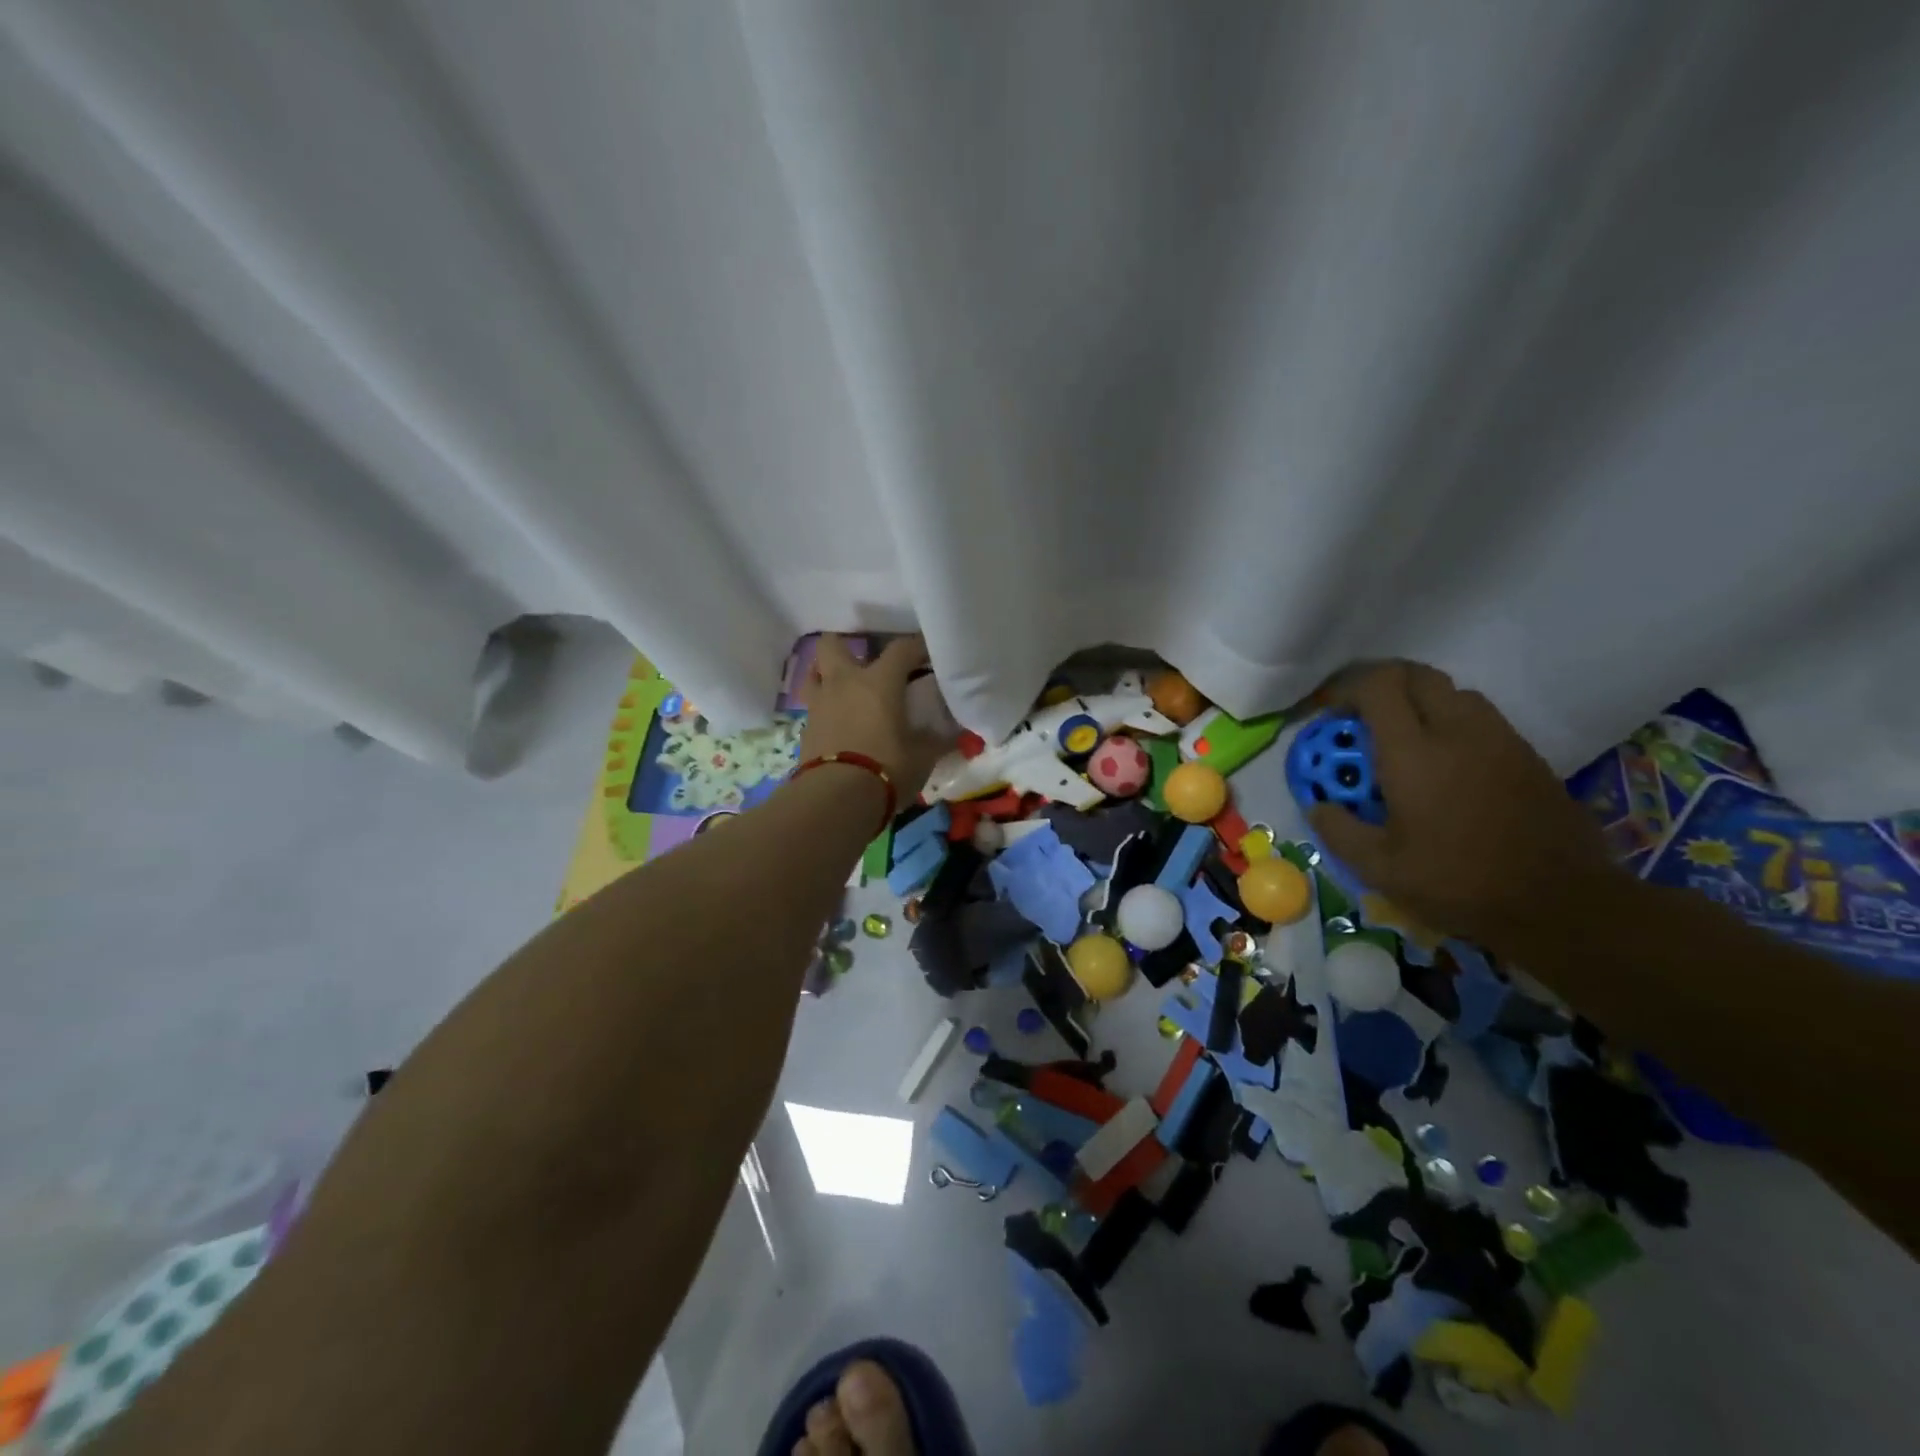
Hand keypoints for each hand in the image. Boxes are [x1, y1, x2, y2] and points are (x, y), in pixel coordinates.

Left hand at [799, 634, 952, 800]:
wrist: (836, 798)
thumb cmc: (887, 768)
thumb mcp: (923, 757)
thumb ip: (936, 740)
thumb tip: (954, 734)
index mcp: (879, 681)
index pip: (902, 648)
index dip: (917, 646)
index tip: (928, 653)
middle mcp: (844, 682)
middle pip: (833, 645)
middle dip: (846, 646)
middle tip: (865, 663)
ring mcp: (820, 704)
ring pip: (814, 673)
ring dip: (826, 675)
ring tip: (844, 689)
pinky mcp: (805, 729)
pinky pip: (814, 706)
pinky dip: (825, 709)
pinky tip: (838, 723)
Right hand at [1305, 661, 1614, 952]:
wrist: (1562, 905)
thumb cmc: (1459, 883)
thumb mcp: (1380, 869)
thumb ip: (1339, 831)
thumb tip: (1317, 805)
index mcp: (1414, 753)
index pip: (1380, 685)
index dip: (1349, 689)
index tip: (1331, 715)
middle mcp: (1458, 732)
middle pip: (1419, 676)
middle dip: (1384, 685)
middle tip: (1363, 719)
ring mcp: (1500, 740)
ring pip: (1455, 693)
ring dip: (1421, 703)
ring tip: (1404, 741)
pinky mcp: (1528, 756)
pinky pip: (1482, 719)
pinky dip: (1453, 725)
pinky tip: (1445, 767)